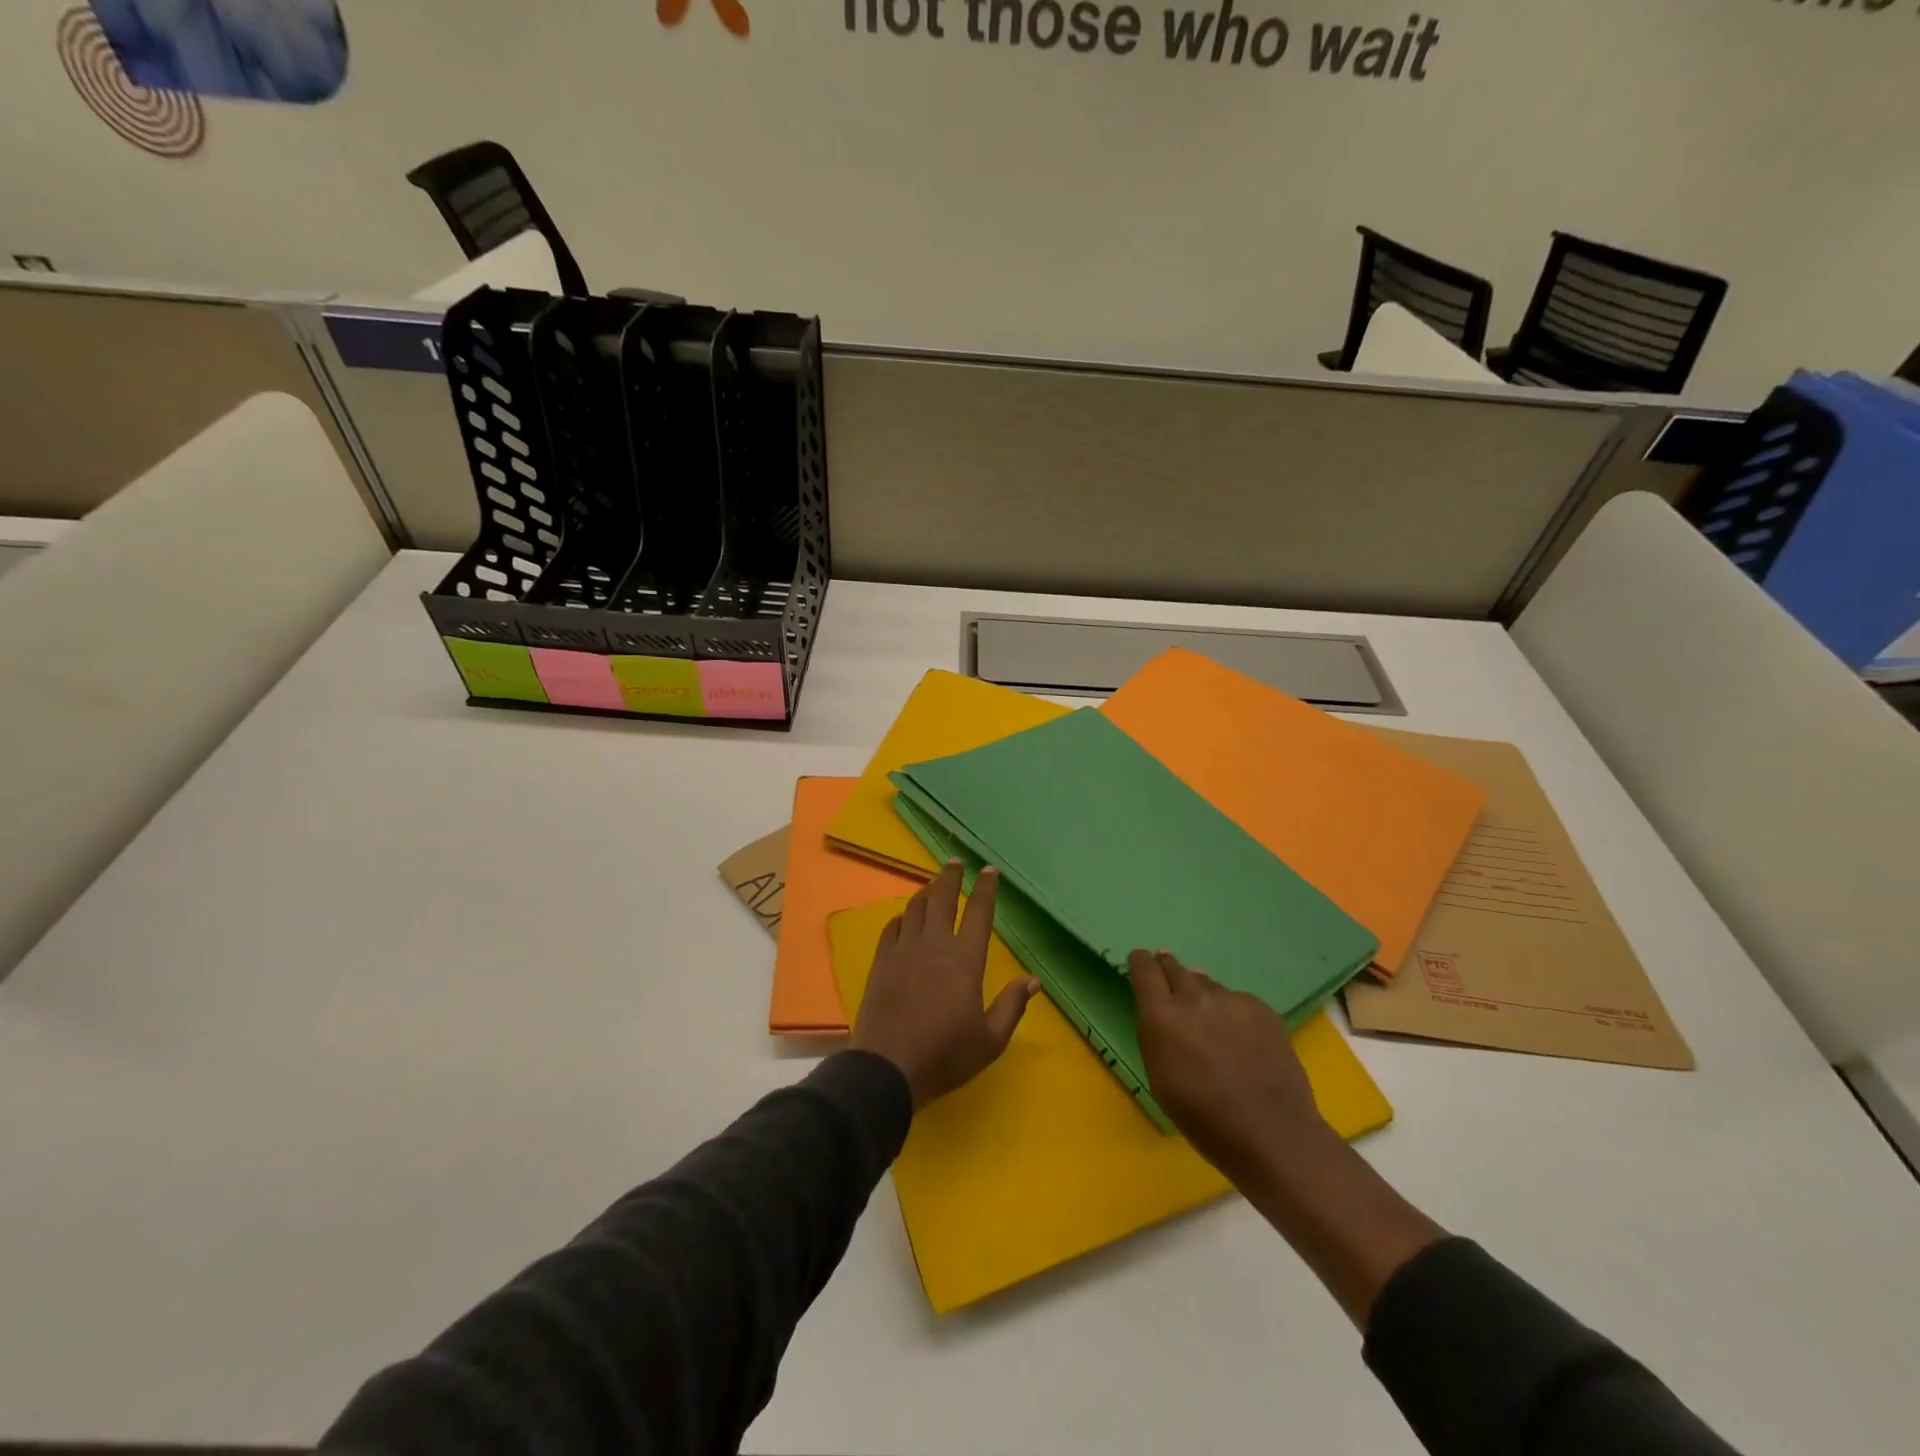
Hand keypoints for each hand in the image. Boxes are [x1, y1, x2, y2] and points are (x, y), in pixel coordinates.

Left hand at [852, 862, 1038, 1108]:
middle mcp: (935, 945)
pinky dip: (901, 917)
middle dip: (951, 877)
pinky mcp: (881, 962)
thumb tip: (1033, 979)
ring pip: (915, 908)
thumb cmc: (945, 1054)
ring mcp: (904, 951)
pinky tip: (903, 918)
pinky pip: (891, 928)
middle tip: (955, 862)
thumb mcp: (990, 1040)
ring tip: (932, 885)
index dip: (986, 889)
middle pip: (943, 899)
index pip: (979, 913)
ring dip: (926, 892)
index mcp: (965, 959)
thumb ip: (1012, 1006)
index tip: (989, 870)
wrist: (888, 1066)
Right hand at [1129, 949, 1327, 1175]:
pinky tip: (1240, 1035)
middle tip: (1168, 973)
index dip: (1140, 962)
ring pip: (1207, 984)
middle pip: (1175, 968)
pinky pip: (1237, 1000)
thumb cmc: (1204, 1117)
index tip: (1140, 961)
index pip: (1144, 969)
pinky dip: (1232, 1011)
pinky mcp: (1262, 1009)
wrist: (1272, 1133)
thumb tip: (1162, 1010)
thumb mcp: (1159, 1078)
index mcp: (1162, 1016)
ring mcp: (1231, 1000)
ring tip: (1207, 1014)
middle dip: (1168, 969)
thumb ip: (1155, 1035)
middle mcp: (1194, 998)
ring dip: (1201, 994)